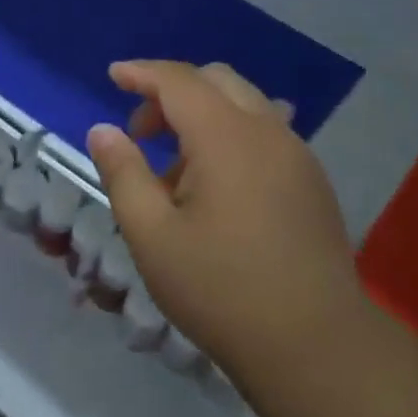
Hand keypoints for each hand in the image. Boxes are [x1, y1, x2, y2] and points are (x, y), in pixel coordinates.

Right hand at [86, 60, 363, 414]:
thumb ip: (123, 174)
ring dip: (203, 116)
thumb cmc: (220, 289)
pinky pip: (266, 134)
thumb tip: (103, 130)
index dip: (141, 72)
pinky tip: (216, 189)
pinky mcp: (312, 182)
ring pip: (245, 106)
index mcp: (226, 137)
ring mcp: (298, 156)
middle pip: (217, 81)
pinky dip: (231, 137)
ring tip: (175, 169)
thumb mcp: (151, 235)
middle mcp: (268, 132)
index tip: (112, 75)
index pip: (178, 81)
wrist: (314, 344)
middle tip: (139, 132)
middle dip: (171, 92)